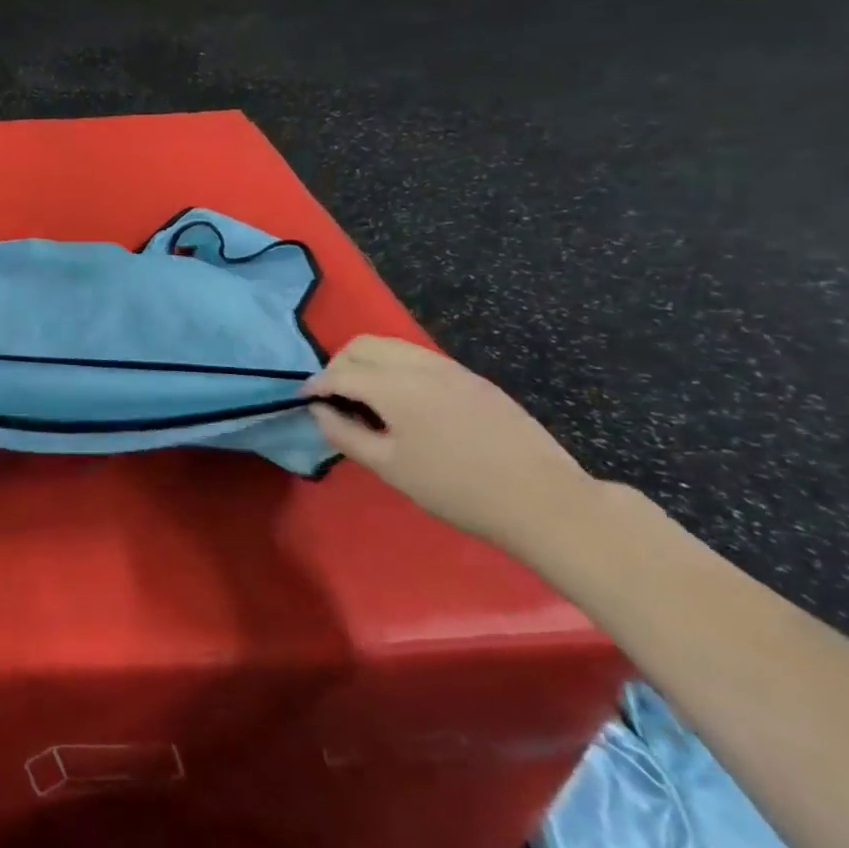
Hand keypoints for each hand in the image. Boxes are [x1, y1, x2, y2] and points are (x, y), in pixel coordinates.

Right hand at [307, 335, 599, 554]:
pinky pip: (420, 358)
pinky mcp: (474, 379)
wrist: (545, 501)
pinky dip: (396, 367)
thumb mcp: (390, 467)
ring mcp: (450, 368)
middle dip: (339, 364)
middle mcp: (419, 365)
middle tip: (334, 396)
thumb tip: (320, 410)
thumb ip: (345, 434)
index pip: (340, 372)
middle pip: (363, 345)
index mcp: (394, 386)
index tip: (303, 400)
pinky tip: (404, 401)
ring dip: (368, 362)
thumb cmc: (457, 489)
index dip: (316, 385)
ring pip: (392, 346)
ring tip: (366, 396)